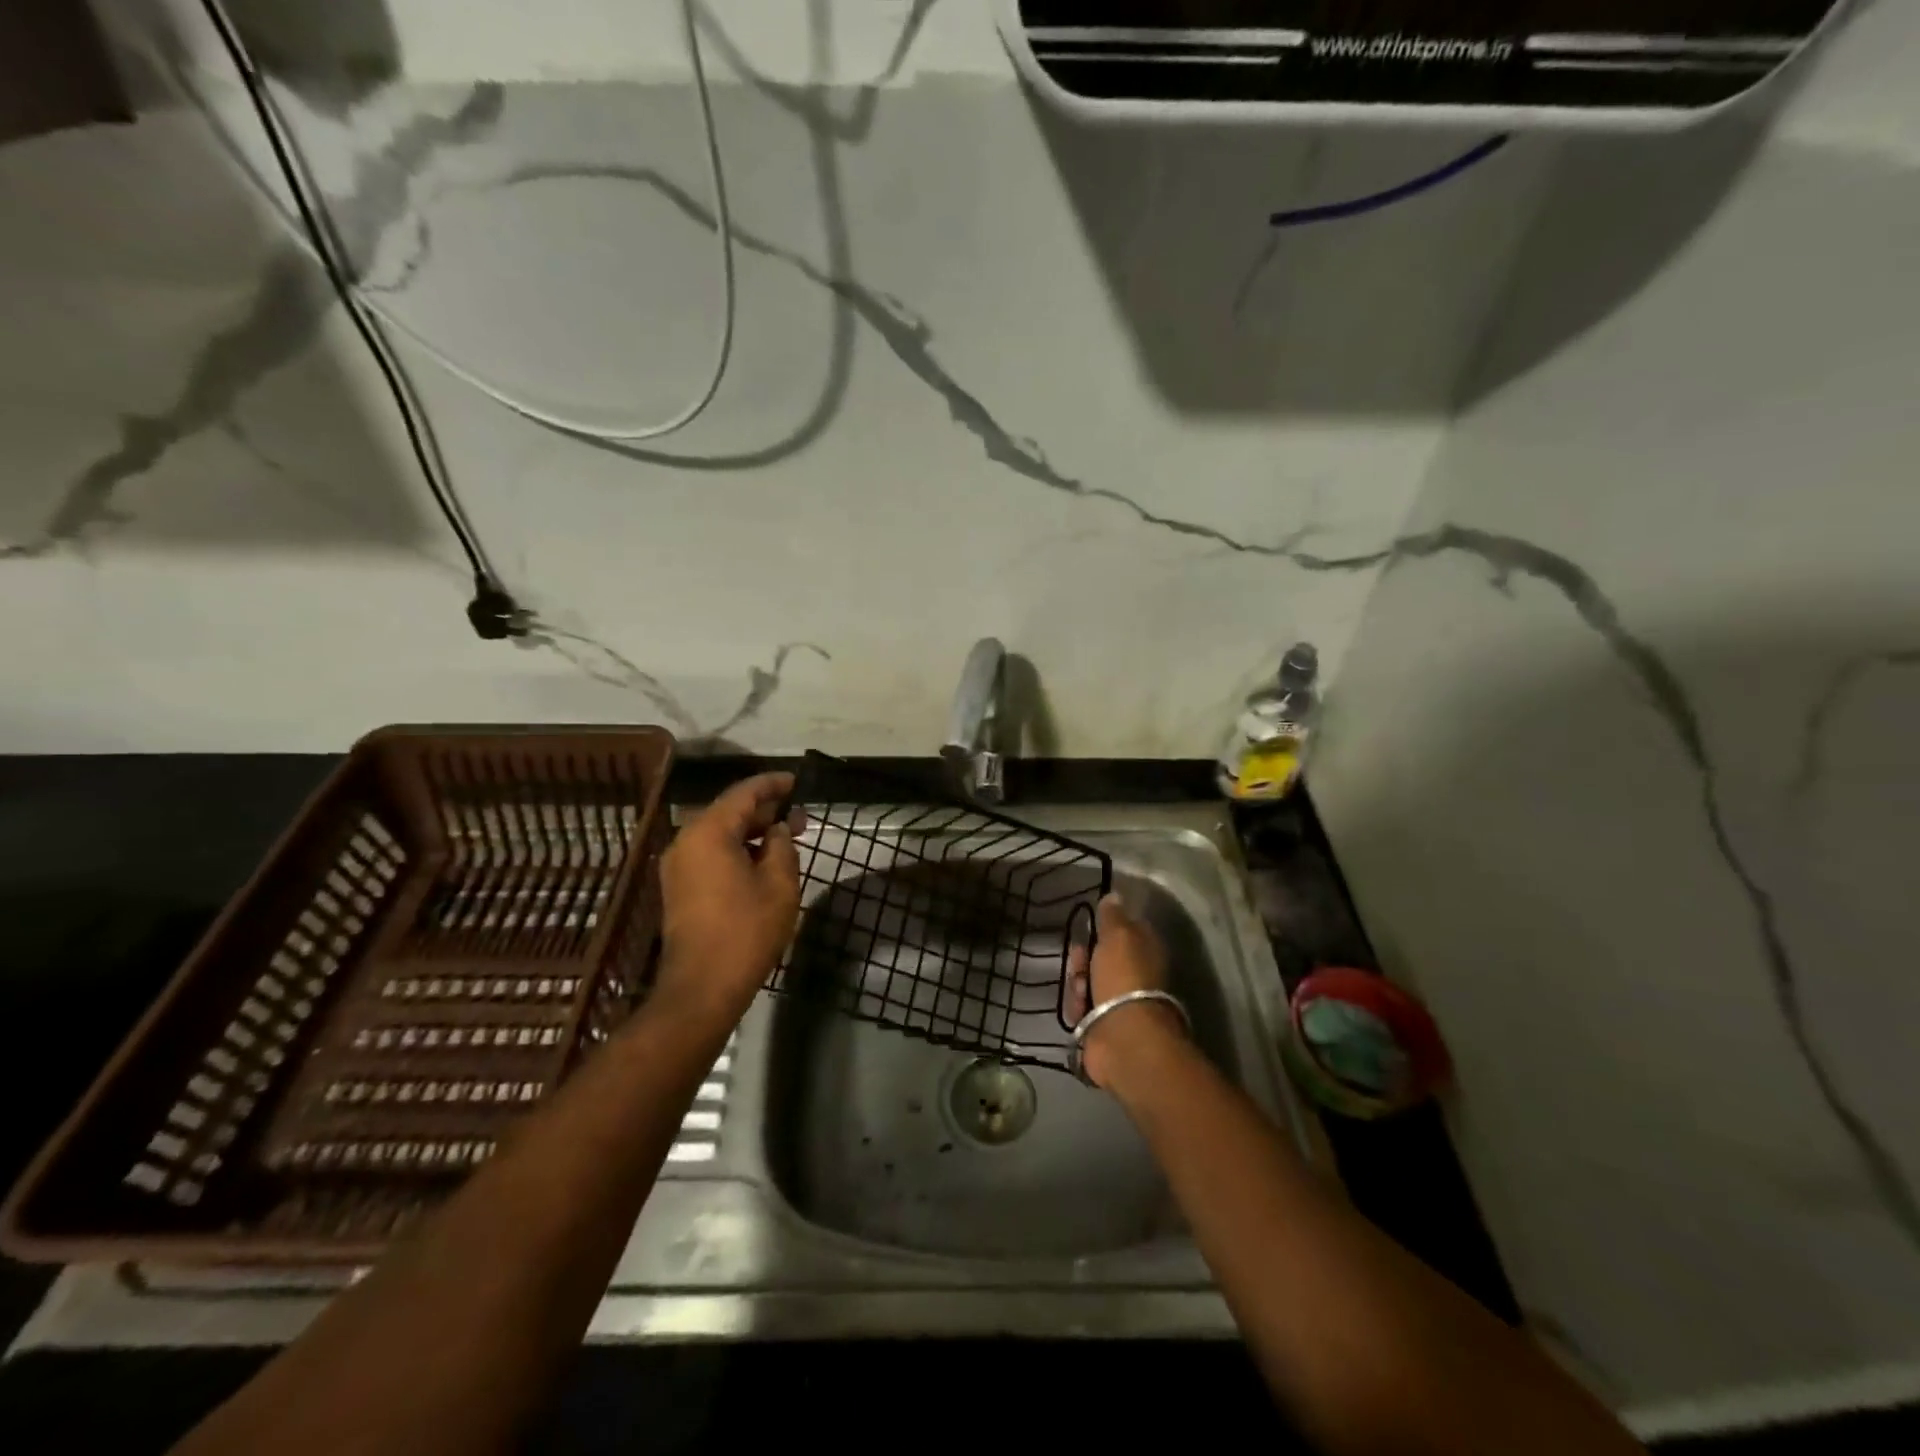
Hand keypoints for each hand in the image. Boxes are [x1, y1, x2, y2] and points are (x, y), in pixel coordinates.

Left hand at [654, 772, 801, 1027]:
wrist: (701, 987)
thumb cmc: (746, 930)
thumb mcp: (779, 884)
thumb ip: (781, 846)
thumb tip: (776, 831)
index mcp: (709, 832)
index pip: (744, 793)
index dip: (774, 785)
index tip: (798, 783)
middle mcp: (686, 841)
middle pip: (729, 812)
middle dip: (765, 812)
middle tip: (801, 818)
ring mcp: (679, 866)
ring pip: (720, 834)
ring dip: (752, 833)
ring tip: (787, 840)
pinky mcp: (679, 888)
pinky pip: (711, 855)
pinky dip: (737, 851)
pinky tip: (763, 863)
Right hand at [1066, 893, 1189, 1091]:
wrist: (1122, 1037)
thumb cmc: (1124, 978)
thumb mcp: (1118, 936)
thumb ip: (1113, 915)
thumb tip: (1115, 895)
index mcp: (1145, 951)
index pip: (1123, 930)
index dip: (1104, 927)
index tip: (1090, 926)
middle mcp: (1134, 975)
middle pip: (1099, 956)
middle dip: (1083, 957)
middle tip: (1080, 960)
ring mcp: (1117, 1002)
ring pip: (1085, 981)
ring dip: (1077, 983)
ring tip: (1080, 993)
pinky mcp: (1100, 1024)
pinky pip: (1079, 1007)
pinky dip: (1076, 1007)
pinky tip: (1079, 1011)